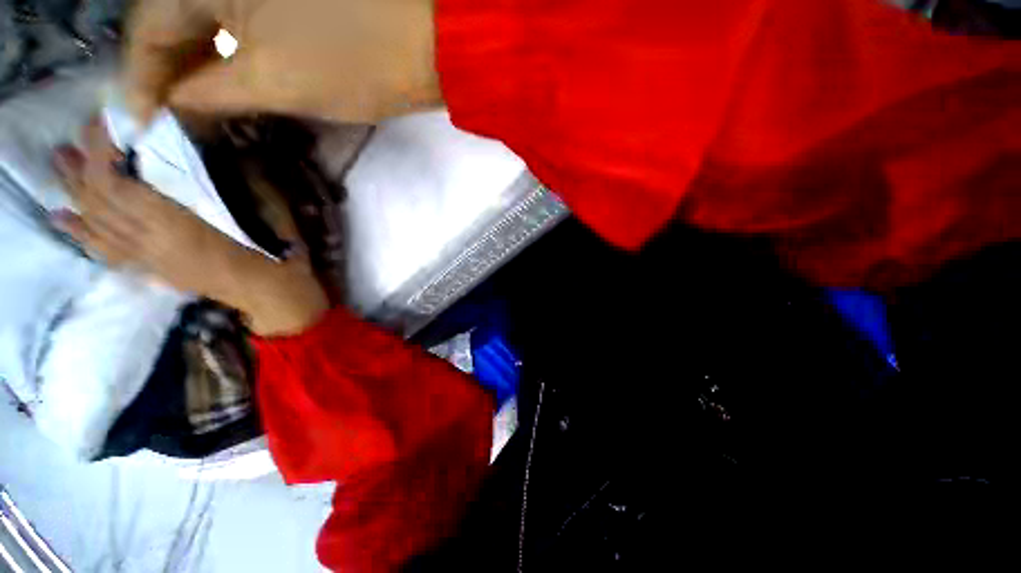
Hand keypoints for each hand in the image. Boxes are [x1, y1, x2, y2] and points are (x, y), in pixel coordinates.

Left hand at [52, 118, 329, 335]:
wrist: (274, 293)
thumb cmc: (277, 251)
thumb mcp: (268, 209)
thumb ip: (238, 179)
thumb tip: (213, 147)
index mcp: (176, 223)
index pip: (116, 183)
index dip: (100, 151)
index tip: (102, 122)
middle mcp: (150, 241)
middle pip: (99, 202)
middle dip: (80, 166)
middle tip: (72, 139)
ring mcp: (149, 258)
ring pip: (96, 224)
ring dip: (72, 192)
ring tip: (57, 164)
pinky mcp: (154, 270)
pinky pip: (107, 251)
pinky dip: (81, 233)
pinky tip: (61, 218)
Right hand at [126, 0, 441, 124]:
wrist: (425, 46)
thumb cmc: (352, 62)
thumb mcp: (271, 81)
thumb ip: (209, 93)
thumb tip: (173, 106)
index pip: (150, 29)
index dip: (141, 81)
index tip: (138, 127)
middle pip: (176, 23)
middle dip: (169, 75)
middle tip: (168, 122)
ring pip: (208, 24)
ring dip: (198, 67)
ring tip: (194, 109)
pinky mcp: (286, 0)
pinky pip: (239, 23)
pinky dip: (228, 55)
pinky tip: (227, 82)